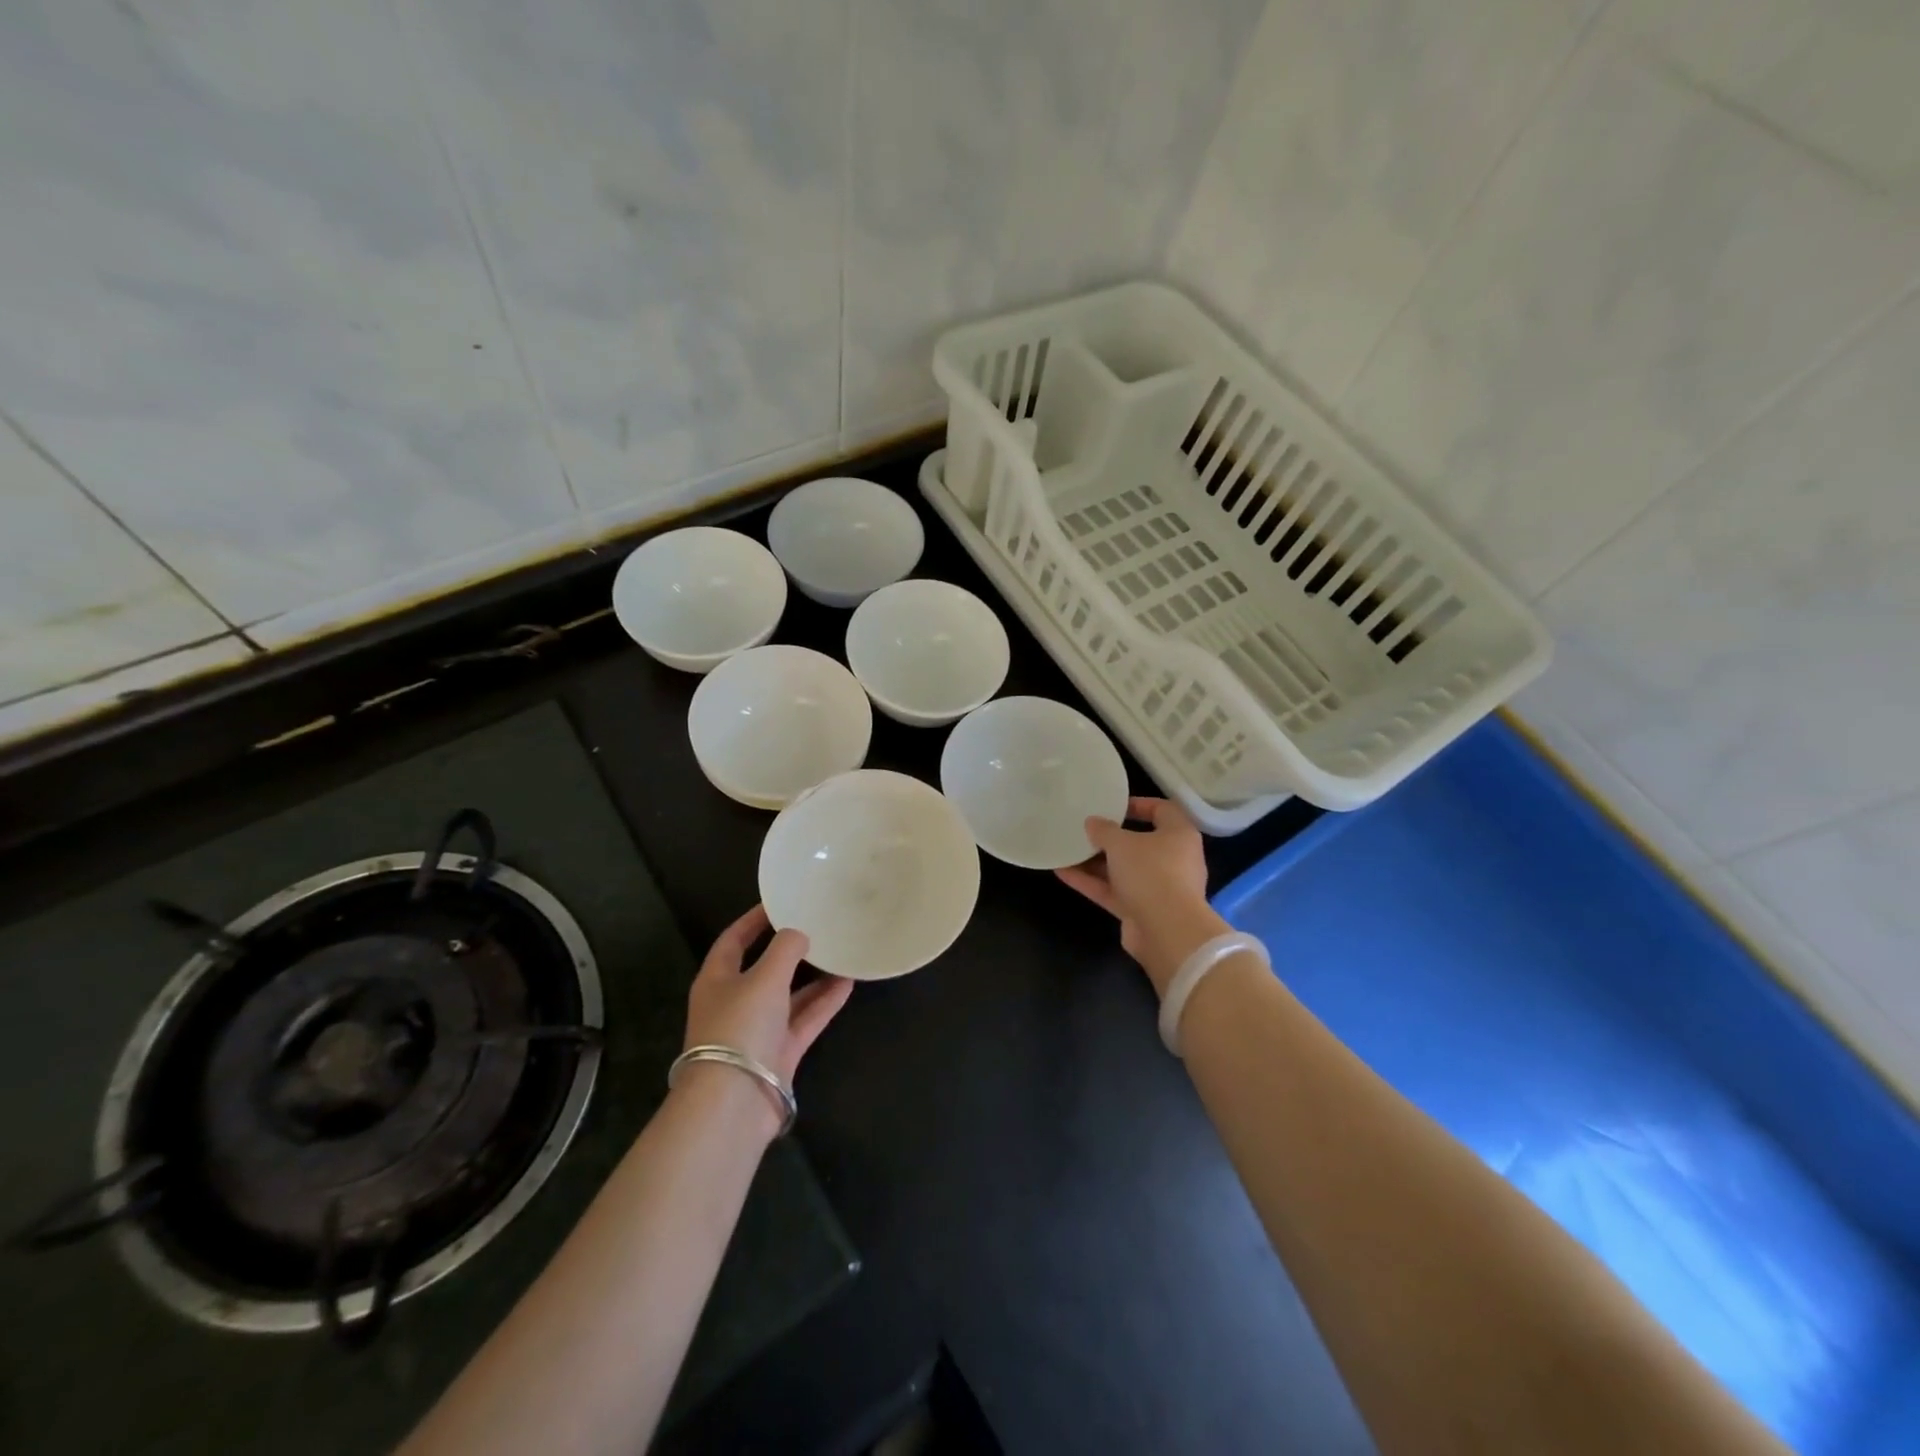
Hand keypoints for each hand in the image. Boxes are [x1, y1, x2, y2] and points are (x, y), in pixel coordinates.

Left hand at [684, 904, 853, 1085]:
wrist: (734, 1102)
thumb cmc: (740, 1027)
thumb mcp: (764, 977)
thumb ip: (785, 949)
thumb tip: (799, 933)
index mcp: (717, 980)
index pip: (733, 940)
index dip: (754, 920)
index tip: (779, 901)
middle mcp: (736, 1002)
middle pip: (764, 968)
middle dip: (790, 949)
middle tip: (818, 925)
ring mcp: (758, 1030)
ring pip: (789, 995)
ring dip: (813, 976)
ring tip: (841, 951)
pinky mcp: (780, 1053)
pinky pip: (805, 1019)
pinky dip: (824, 1002)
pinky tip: (848, 983)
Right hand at [1056, 797, 1228, 996]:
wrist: (1167, 932)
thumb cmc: (1151, 872)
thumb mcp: (1121, 843)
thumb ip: (1104, 830)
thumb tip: (1092, 822)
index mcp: (1179, 835)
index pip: (1162, 810)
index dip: (1138, 804)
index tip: (1112, 805)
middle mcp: (1173, 859)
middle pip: (1140, 843)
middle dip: (1110, 838)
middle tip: (1085, 829)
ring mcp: (1158, 887)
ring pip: (1123, 869)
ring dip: (1095, 862)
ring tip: (1067, 849)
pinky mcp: (1142, 910)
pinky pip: (1114, 891)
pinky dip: (1091, 882)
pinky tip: (1062, 872)